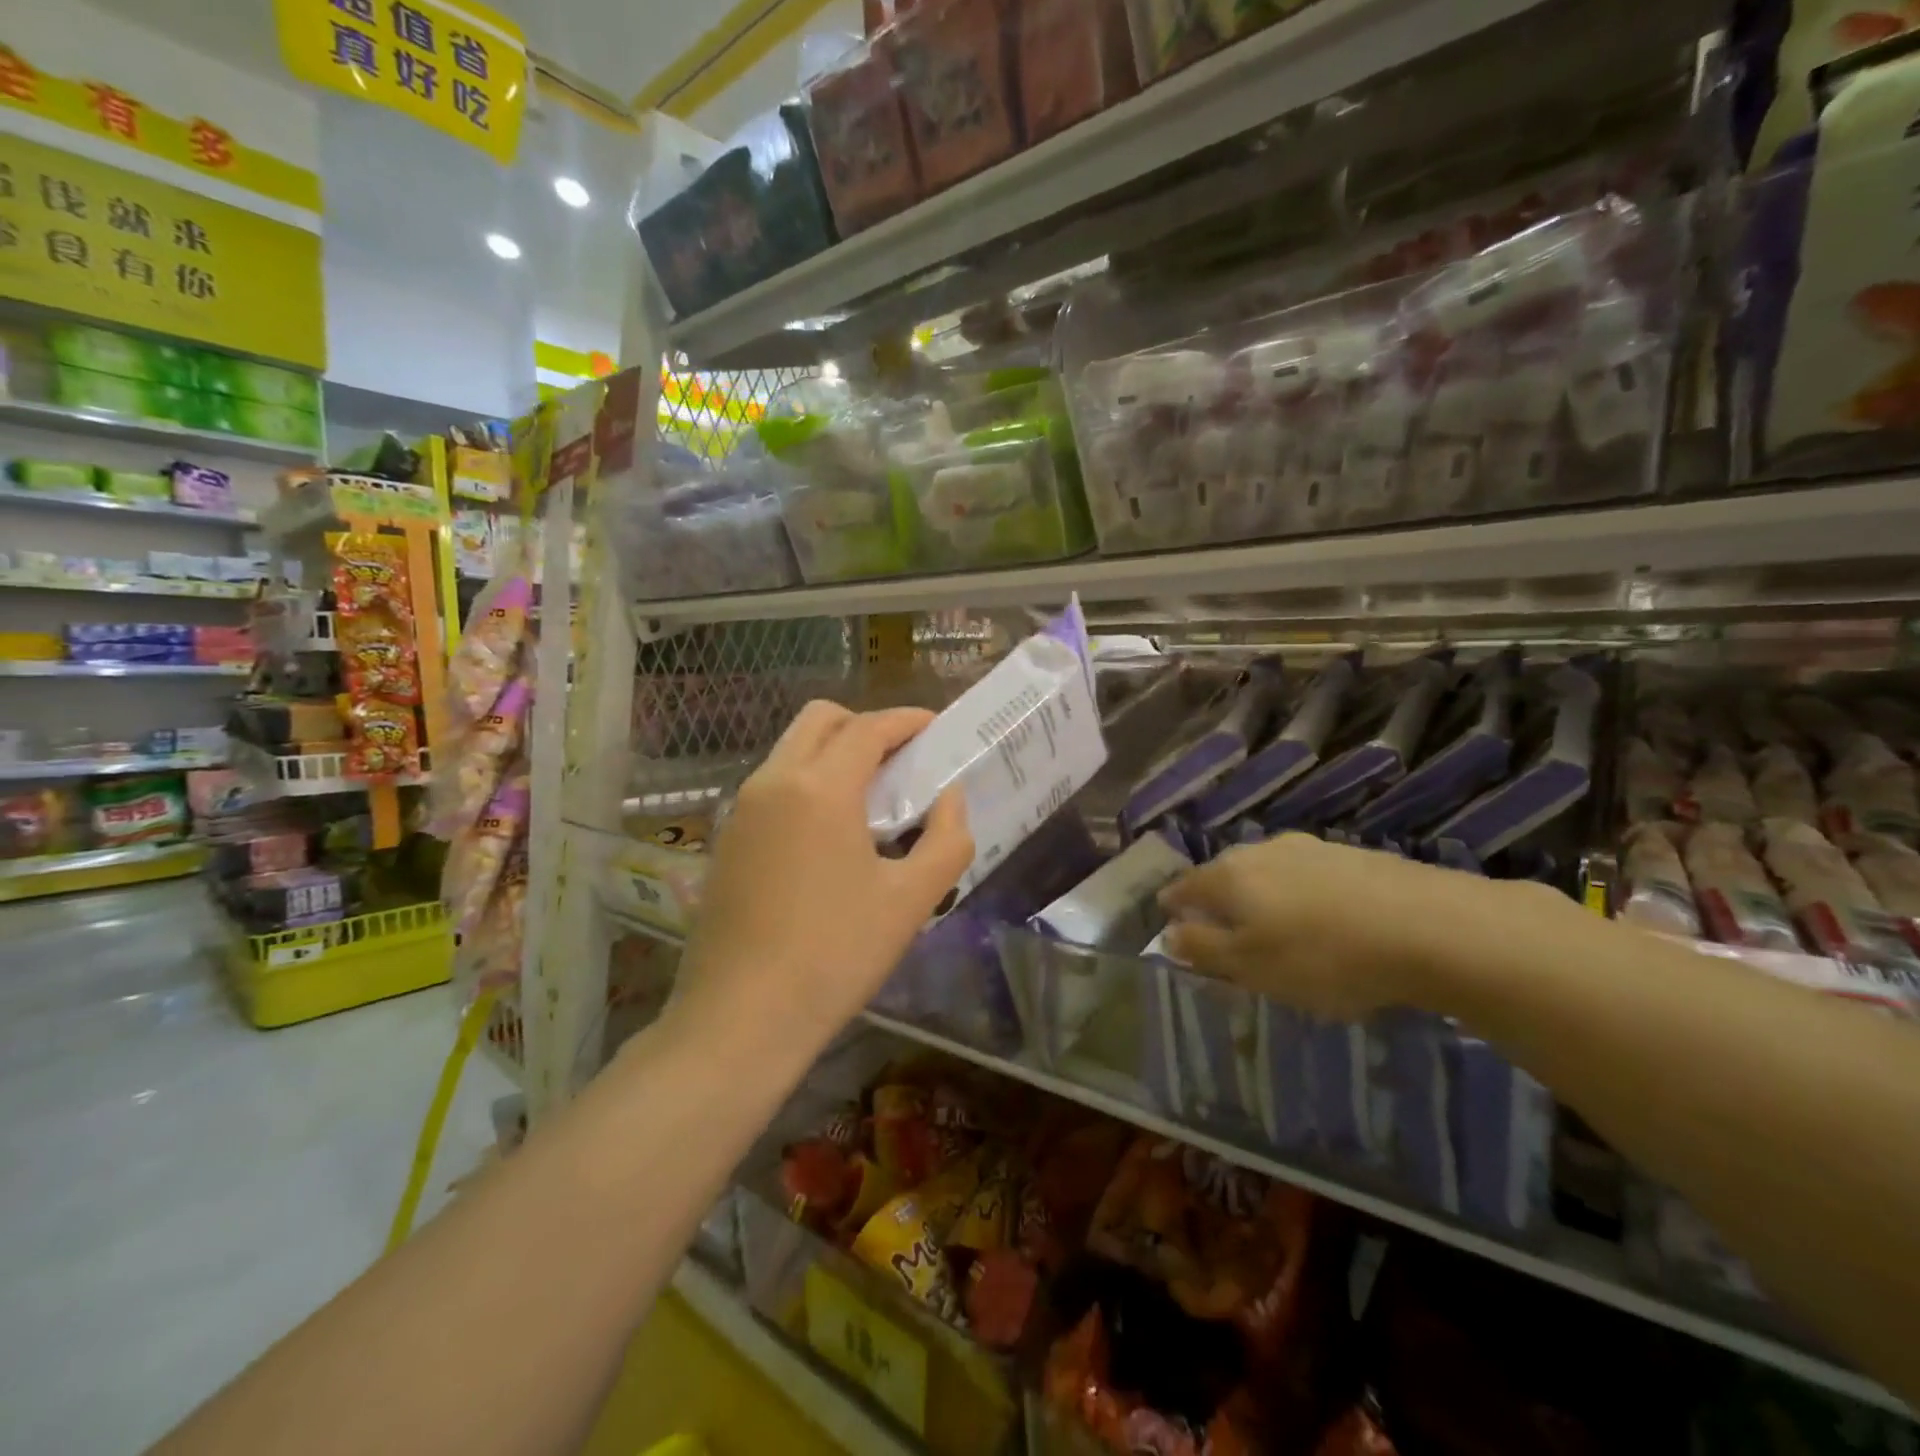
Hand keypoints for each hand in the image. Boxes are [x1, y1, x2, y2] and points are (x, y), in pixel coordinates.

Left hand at [676, 702, 972, 1048]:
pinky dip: (807, 783)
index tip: (935, 728)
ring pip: (791, 751)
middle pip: (820, 720)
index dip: (907, 720)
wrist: (740, 1020)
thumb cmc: (835, 955)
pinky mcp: (726, 841)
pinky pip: (773, 786)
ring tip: (872, 799)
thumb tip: (950, 798)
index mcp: (819, 787)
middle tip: (902, 761)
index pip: (868, 728)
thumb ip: (947, 839)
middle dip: (865, 726)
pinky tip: (830, 836)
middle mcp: (772, 782)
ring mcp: (741, 811)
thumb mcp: (911, 900)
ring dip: (834, 754)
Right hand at [1158, 833, 1525, 1019]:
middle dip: (1218, 902)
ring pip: (1268, 873)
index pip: (1184, 887)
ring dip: (1262, 898)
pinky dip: (1302, 897)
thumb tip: (1168, 933)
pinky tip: (1323, 921)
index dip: (1172, 906)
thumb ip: (1203, 949)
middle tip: (1224, 934)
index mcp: (1229, 876)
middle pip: (1225, 876)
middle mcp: (1261, 851)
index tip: (1170, 923)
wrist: (1431, 927)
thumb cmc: (1323, 956)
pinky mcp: (1353, 856)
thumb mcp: (1251, 967)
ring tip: (1275, 929)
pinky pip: (1309, 877)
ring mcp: (1310, 848)